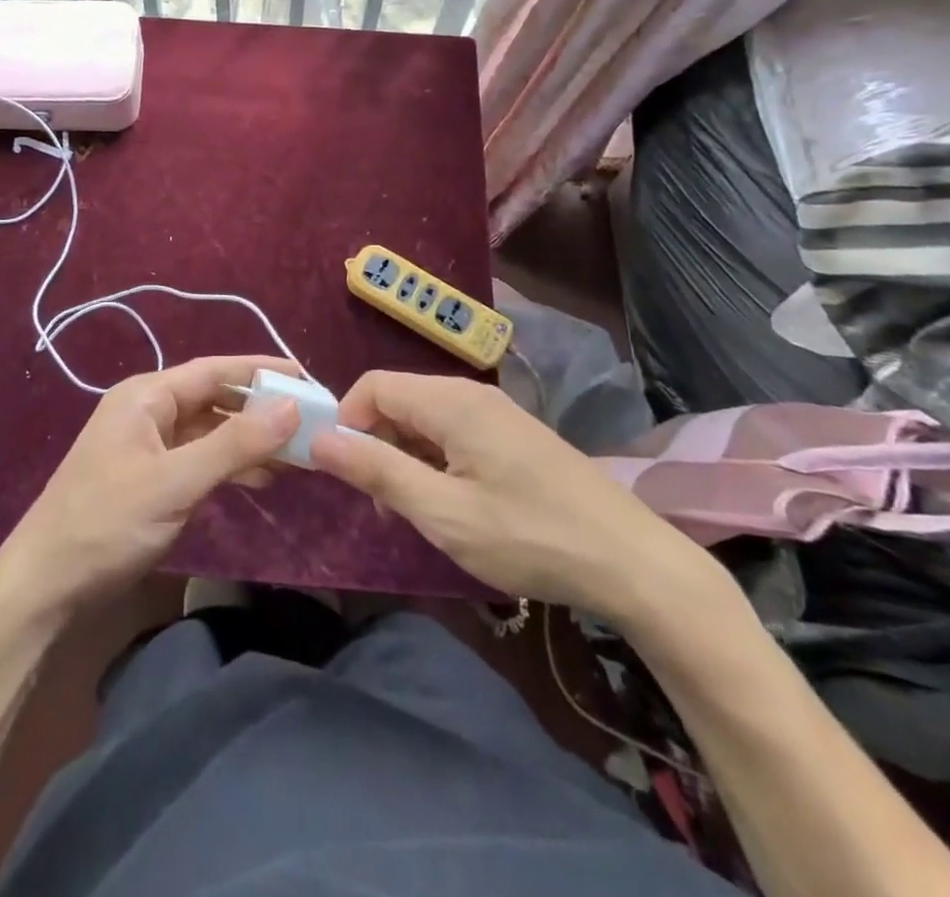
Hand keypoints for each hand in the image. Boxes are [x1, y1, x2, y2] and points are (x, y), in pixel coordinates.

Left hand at [0, 356, 301, 618]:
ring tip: (297, 457)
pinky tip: (261, 479)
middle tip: (310, 423)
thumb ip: (235, 444)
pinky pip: (200, 459)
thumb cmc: (107, 522)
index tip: (307, 378)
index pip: (214, 370)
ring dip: (249, 441)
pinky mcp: (152, 477)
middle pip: (215, 399)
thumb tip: (291, 406)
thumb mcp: (176, 482)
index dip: (261, 371)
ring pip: (210, 431)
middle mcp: (148, 410)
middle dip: (260, 410)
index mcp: (146, 395)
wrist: (46, 584)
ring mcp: (149, 445)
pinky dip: (230, 466)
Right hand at [310, 371, 727, 631]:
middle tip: (382, 503)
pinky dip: (435, 461)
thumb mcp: (443, 512)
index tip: (346, 473)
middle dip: (375, 443)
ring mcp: (497, 414)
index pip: (373, 386)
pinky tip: (452, 505)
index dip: (347, 422)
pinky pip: (454, 433)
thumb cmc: (529, 536)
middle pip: (398, 400)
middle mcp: (471, 394)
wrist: (632, 563)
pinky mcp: (514, 436)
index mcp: (451, 401)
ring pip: (425, 419)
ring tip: (416, 512)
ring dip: (405, 457)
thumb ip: (377, 470)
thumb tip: (317, 438)